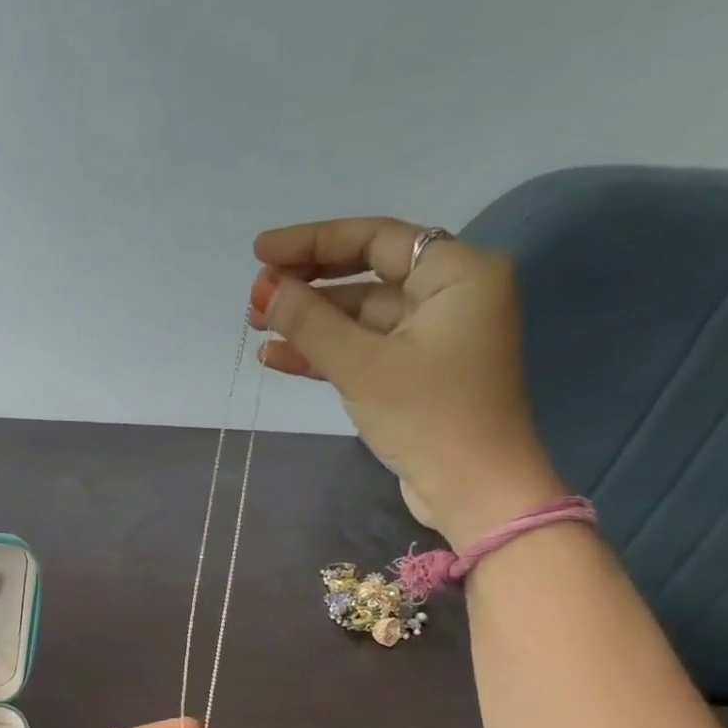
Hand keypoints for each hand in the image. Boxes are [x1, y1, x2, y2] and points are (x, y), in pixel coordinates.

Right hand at [249, 218, 565, 546]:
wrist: (472, 488)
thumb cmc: (428, 416)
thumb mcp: (362, 365)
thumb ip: (311, 322)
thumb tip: (265, 290)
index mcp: (457, 274)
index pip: (375, 239)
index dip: (313, 242)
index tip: (260, 253)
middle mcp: (448, 295)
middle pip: (365, 274)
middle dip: (307, 284)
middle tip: (255, 296)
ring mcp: (430, 336)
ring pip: (358, 315)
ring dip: (308, 321)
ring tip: (255, 327)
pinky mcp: (413, 372)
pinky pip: (362, 348)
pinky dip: (322, 351)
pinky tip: (275, 356)